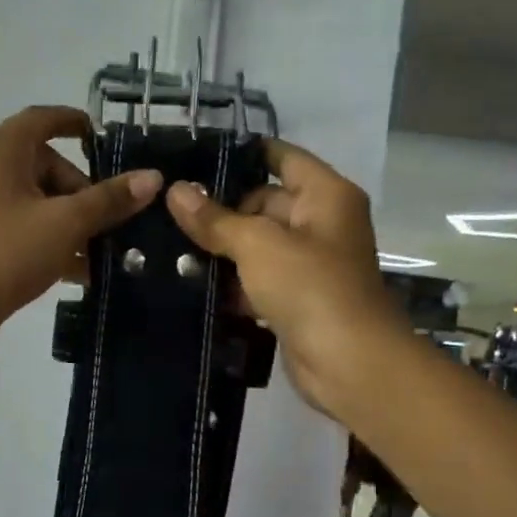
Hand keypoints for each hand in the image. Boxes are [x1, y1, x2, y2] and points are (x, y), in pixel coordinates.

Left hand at [0, 106, 162, 354]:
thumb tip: (152, 178)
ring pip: (33, 199)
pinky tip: (76, 270)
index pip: (43, 119)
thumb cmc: (7, 252)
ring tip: (100, 251)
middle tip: (108, 220)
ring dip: (68, 220)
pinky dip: (46, 237)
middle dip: (80, 191)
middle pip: (42, 164)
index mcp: (0, 149)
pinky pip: (18, 224)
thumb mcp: (67, 223)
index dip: (74, 123)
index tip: (101, 138)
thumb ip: (109, 199)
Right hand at [165, 139, 398, 416]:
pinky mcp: (295, 299)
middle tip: (168, 213)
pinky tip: (190, 284)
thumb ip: (215, 219)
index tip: (194, 157)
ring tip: (169, 246)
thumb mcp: (257, 245)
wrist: (348, 363)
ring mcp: (309, 264)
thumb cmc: (310, 288)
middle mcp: (321, 223)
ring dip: (221, 250)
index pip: (282, 157)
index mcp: (325, 195)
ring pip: (257, 245)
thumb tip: (176, 190)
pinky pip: (257, 279)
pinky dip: (232, 282)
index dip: (243, 154)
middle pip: (264, 202)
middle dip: (220, 211)